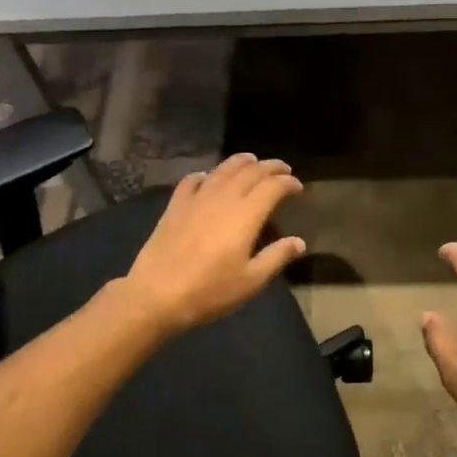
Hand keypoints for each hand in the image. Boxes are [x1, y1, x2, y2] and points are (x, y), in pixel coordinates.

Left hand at [120, 154, 306, 333]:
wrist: (157, 295)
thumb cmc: (209, 291)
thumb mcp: (251, 281)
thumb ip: (277, 257)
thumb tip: (299, 242)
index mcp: (246, 215)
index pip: (272, 186)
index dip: (288, 182)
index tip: (298, 186)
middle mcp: (223, 198)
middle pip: (250, 172)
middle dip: (270, 167)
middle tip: (282, 169)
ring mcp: (197, 199)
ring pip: (223, 169)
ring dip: (241, 162)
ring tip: (252, 161)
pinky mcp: (175, 205)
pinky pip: (193, 180)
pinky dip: (206, 174)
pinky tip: (209, 178)